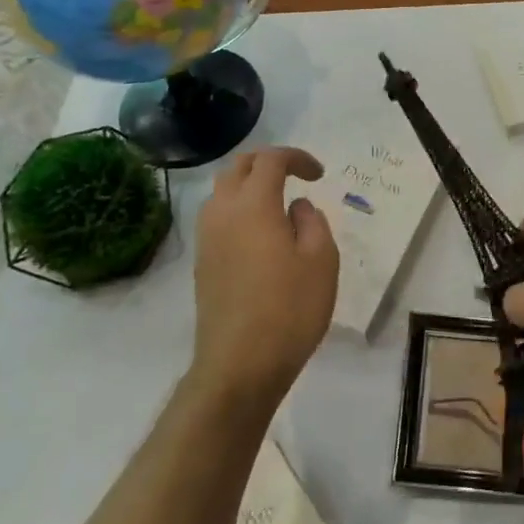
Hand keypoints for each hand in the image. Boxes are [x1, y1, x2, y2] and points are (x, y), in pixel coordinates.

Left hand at [192, 146, 338, 405]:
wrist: (239, 366)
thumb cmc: (289, 309)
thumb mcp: (321, 260)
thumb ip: (312, 222)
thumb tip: (296, 207)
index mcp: (254, 204)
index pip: (270, 159)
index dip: (296, 158)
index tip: (318, 174)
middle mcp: (223, 212)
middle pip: (238, 167)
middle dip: (267, 163)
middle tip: (294, 176)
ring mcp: (206, 238)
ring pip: (222, 191)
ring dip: (248, 185)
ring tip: (276, 203)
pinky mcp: (201, 262)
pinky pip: (216, 217)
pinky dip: (237, 209)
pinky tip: (259, 234)